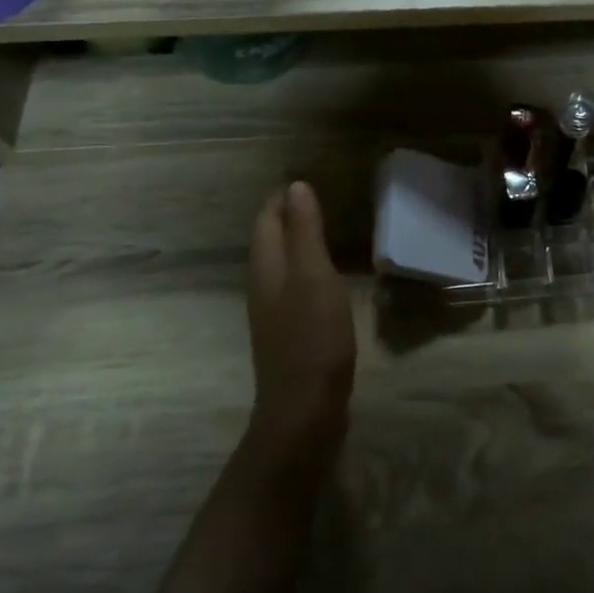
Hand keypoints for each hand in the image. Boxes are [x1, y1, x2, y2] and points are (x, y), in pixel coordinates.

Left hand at [246, 182, 355, 456]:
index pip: (267, 218)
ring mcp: (274, 312)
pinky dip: (308, 269)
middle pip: (270, 239)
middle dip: (290, 216)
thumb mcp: (314, 277)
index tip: (311, 179)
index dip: (284, 197)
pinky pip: (295, 287)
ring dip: (299, 242)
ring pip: (282, 264)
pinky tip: (330, 276)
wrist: (304, 412)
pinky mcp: (290, 333)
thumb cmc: (312, 338)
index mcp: (266, 268)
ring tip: (330, 229)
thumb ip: (305, 232)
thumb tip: (295, 186)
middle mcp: (263, 286)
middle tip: (325, 199)